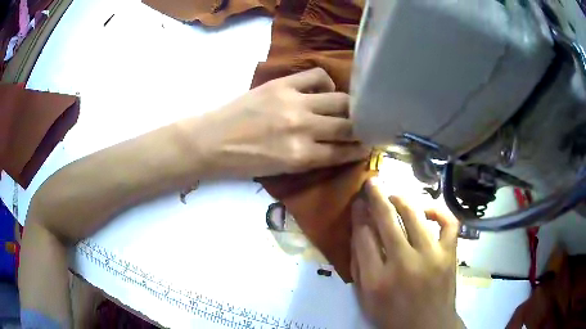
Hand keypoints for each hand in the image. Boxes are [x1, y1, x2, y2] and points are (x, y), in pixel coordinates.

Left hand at [184, 68, 369, 177]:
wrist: (210, 142)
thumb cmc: (243, 163)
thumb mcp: (282, 171)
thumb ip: (312, 159)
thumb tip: (336, 147)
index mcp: (301, 158)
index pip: (344, 152)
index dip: (361, 149)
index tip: (370, 145)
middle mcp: (304, 129)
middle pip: (349, 125)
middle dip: (364, 127)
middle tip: (367, 126)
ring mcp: (294, 103)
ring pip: (341, 100)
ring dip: (351, 106)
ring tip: (349, 107)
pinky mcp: (282, 85)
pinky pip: (317, 76)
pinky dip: (326, 82)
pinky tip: (323, 89)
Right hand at [351, 179, 463, 328]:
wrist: (428, 327)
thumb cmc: (393, 317)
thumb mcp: (365, 300)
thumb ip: (358, 268)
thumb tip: (358, 234)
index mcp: (377, 280)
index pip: (363, 236)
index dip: (359, 215)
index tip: (357, 203)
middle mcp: (403, 263)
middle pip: (386, 219)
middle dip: (375, 196)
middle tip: (372, 182)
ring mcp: (431, 256)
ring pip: (414, 215)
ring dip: (401, 199)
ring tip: (394, 195)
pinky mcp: (449, 254)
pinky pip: (448, 223)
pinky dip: (438, 211)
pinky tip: (427, 210)